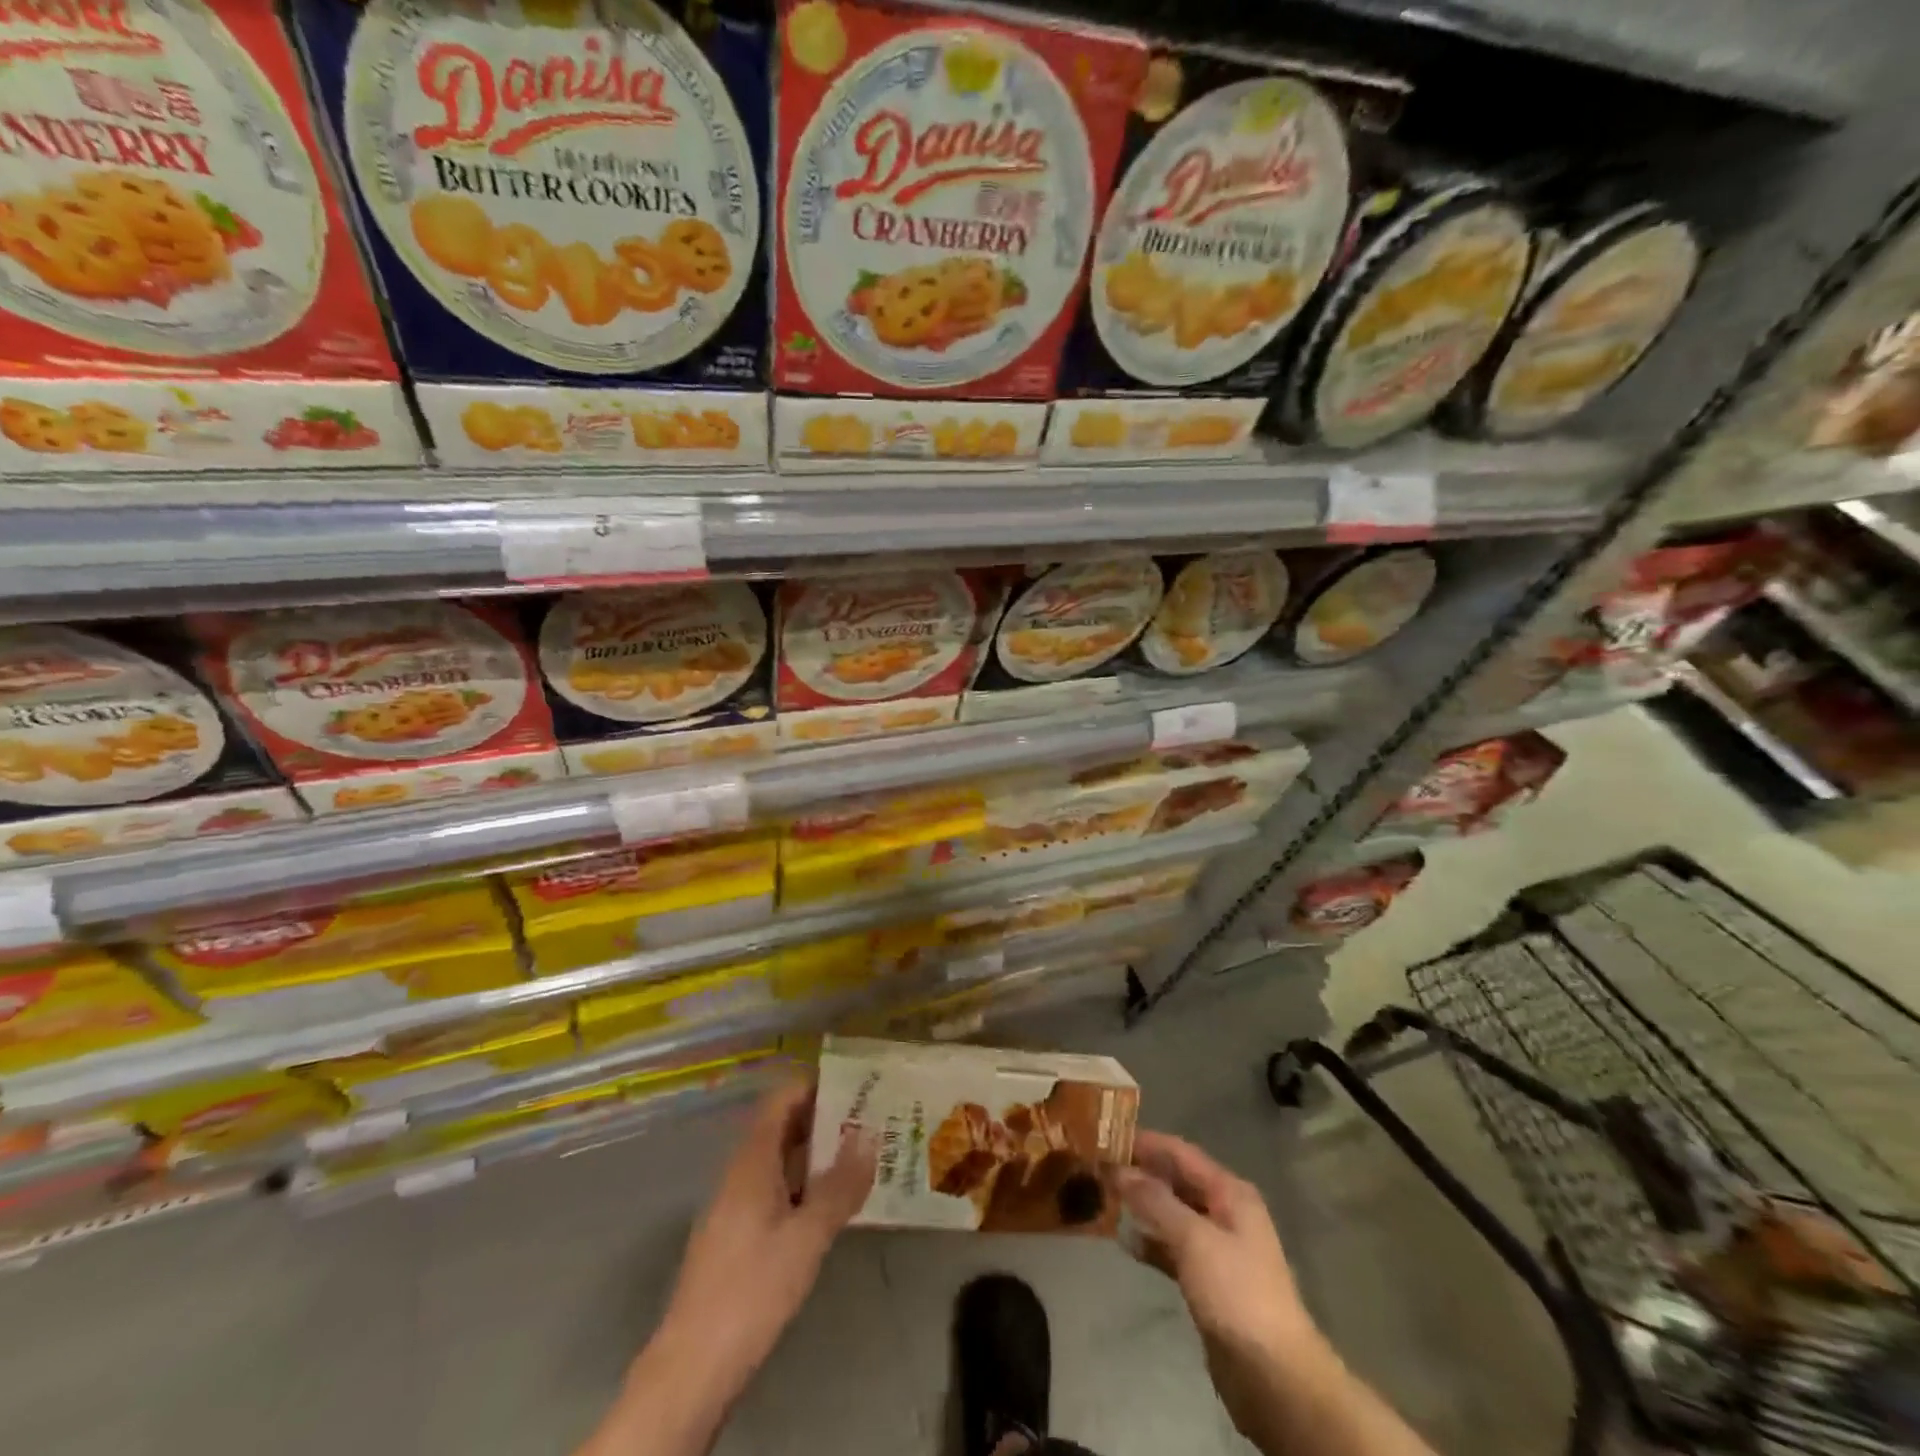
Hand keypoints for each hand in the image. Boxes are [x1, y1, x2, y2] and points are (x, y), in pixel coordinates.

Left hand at [659, 1078, 876, 1402]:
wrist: (692, 1368)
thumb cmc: (752, 1289)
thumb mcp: (806, 1237)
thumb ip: (839, 1186)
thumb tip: (869, 1136)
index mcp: (751, 1162)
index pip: (781, 1101)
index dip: (814, 1087)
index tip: (854, 1085)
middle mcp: (740, 1174)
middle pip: (781, 1129)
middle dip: (823, 1121)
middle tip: (870, 1120)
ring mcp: (735, 1207)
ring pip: (779, 1163)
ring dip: (816, 1156)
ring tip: (861, 1156)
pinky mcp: (736, 1239)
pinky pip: (775, 1192)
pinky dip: (804, 1187)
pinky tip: (831, 1205)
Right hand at [1119, 1132, 1324, 1435]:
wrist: (1275, 1377)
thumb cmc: (1237, 1293)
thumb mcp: (1194, 1239)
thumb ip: (1155, 1201)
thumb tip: (1118, 1169)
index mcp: (1230, 1193)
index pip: (1181, 1153)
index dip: (1146, 1142)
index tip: (1107, 1135)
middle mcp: (1225, 1213)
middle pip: (1177, 1182)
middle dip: (1141, 1173)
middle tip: (1099, 1167)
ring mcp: (1217, 1249)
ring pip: (1173, 1215)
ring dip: (1143, 1207)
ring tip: (1104, 1198)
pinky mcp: (1207, 1282)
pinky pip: (1173, 1249)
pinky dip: (1151, 1244)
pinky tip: (1125, 1242)